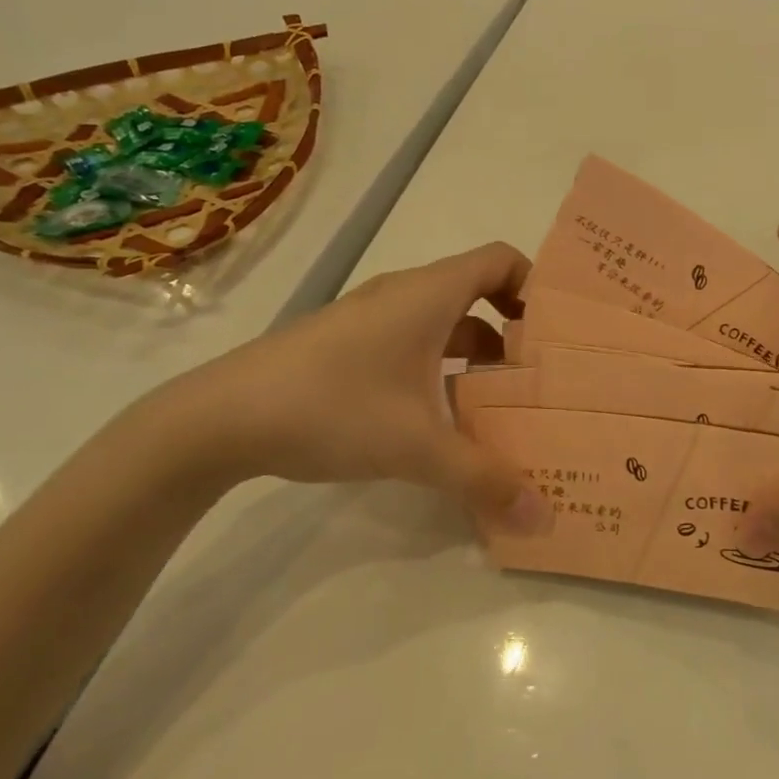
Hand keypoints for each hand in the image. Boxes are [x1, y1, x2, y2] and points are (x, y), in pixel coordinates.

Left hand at [140, 242, 546, 528]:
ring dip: (476, 355)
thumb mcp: (417, 447)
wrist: (219, 418)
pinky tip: (443, 417)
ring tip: (502, 402)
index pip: (502, 260)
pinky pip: (414, 343)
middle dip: (515, 330)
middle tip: (543, 374)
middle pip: (479, 292)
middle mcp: (405, 295)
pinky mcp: (349, 345)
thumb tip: (542, 518)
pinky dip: (440, 368)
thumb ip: (484, 479)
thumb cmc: (332, 408)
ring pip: (445, 323)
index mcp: (430, 294)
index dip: (536, 285)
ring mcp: (373, 319)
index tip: (558, 331)